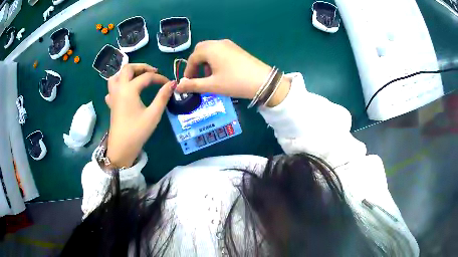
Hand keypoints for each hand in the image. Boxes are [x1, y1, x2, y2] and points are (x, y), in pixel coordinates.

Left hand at [105, 64, 175, 167]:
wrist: (121, 148)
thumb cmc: (137, 131)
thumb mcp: (153, 114)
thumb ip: (163, 96)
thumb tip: (172, 83)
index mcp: (129, 89)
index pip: (147, 77)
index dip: (159, 78)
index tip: (169, 83)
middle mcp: (119, 88)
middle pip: (127, 68)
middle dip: (141, 67)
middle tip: (152, 72)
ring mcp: (113, 95)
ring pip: (116, 76)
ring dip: (127, 73)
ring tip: (137, 77)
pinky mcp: (111, 103)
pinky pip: (111, 88)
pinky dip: (118, 84)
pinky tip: (124, 91)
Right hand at [176, 39, 290, 106]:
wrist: (263, 81)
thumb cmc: (235, 82)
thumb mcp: (212, 85)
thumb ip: (193, 85)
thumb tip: (178, 86)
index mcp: (210, 49)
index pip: (193, 58)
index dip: (188, 71)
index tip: (187, 83)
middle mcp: (218, 43)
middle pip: (201, 50)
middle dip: (196, 63)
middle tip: (196, 77)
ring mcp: (229, 44)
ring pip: (211, 50)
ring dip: (205, 61)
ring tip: (208, 76)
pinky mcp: (237, 49)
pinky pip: (220, 51)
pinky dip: (215, 59)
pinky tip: (220, 71)